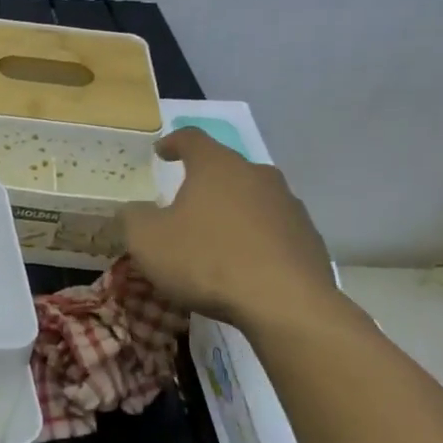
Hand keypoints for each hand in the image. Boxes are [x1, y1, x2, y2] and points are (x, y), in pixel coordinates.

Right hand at [120, 128, 352, 332]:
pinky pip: (273, 229)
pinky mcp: (308, 237)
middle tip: (185, 204)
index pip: (191, 138)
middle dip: (204, 182)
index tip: (161, 152)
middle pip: (226, 168)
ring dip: (232, 211)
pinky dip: (255, 238)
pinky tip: (244, 265)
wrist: (285, 304)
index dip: (173, 142)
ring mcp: (288, 205)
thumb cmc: (207, 261)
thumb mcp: (147, 241)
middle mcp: (257, 175)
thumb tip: (135, 210)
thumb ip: (134, 218)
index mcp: (216, 166)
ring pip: (252, 198)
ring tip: (215, 239)